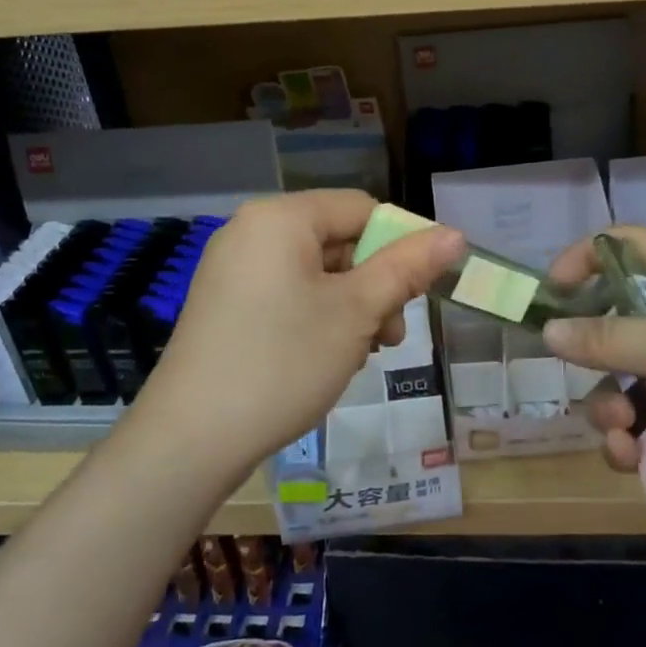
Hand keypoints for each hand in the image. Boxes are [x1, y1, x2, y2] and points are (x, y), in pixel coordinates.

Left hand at [138, 191, 464, 477]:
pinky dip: (316, 317)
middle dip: (373, 285)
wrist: (190, 438)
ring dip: (350, 307)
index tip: (420, 292)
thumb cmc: (283, 362)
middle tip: (390, 336)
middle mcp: (251, 230)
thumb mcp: (356, 312)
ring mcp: (232, 268)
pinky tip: (325, 358)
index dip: (401, 244)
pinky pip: (286, 293)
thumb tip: (455, 234)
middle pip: (338, 240)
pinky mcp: (223, 303)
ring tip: (360, 355)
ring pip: (315, 272)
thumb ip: (407, 267)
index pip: (361, 208)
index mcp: (281, 217)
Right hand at [542, 226, 645, 521]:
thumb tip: (548, 330)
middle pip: (615, 326)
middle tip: (585, 378)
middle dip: (592, 358)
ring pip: (625, 387)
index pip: (626, 247)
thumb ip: (608, 338)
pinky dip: (635, 444)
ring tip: (624, 434)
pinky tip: (635, 459)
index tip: (551, 292)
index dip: (585, 258)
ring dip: (612, 411)